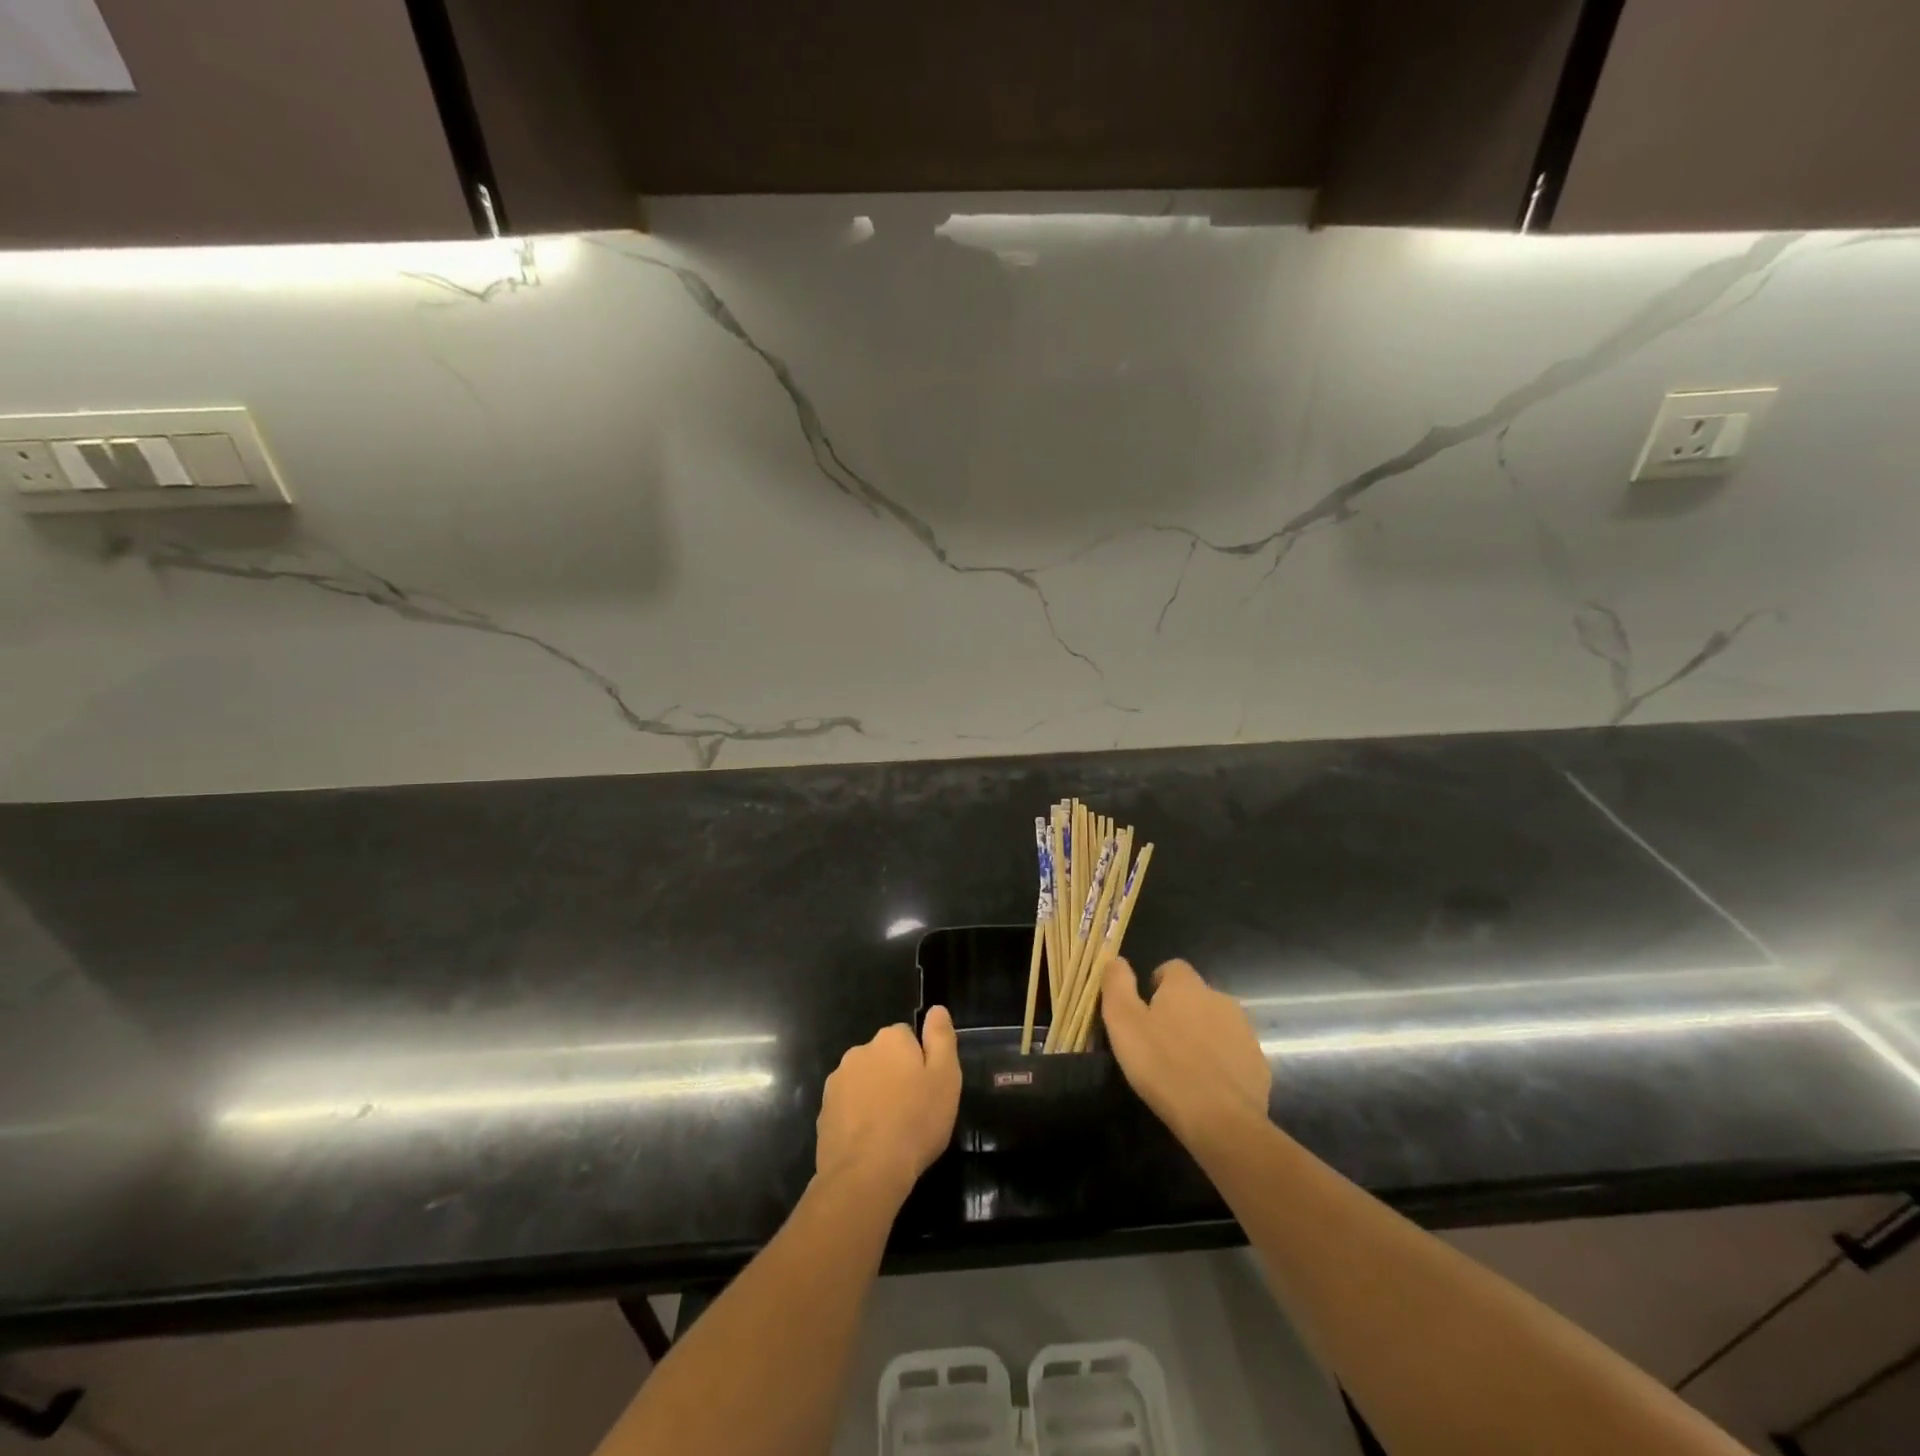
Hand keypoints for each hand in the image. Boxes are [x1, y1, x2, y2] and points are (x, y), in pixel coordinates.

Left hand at [815, 1007, 960, 1203]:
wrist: (866, 1173)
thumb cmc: (915, 1122)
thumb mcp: (945, 1078)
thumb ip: (941, 1038)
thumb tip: (936, 1009)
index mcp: (890, 1039)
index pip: (907, 1036)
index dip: (920, 1061)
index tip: (927, 1088)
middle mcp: (860, 1051)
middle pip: (884, 1057)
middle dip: (895, 1075)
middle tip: (912, 1109)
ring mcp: (837, 1081)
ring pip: (864, 1080)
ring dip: (875, 1094)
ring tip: (891, 1129)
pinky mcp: (824, 1110)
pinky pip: (848, 1105)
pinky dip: (858, 1116)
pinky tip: (870, 1141)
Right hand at [1100, 958, 1270, 1148]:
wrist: (1221, 1120)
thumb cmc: (1163, 1065)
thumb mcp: (1123, 1022)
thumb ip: (1117, 984)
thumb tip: (1116, 960)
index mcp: (1187, 986)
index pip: (1173, 968)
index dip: (1157, 985)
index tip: (1144, 1011)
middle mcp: (1220, 999)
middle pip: (1195, 996)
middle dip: (1179, 1012)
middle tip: (1159, 1042)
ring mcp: (1244, 1031)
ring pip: (1216, 1024)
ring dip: (1201, 1036)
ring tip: (1182, 1067)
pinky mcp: (1258, 1063)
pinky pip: (1233, 1053)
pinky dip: (1220, 1062)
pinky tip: (1206, 1087)